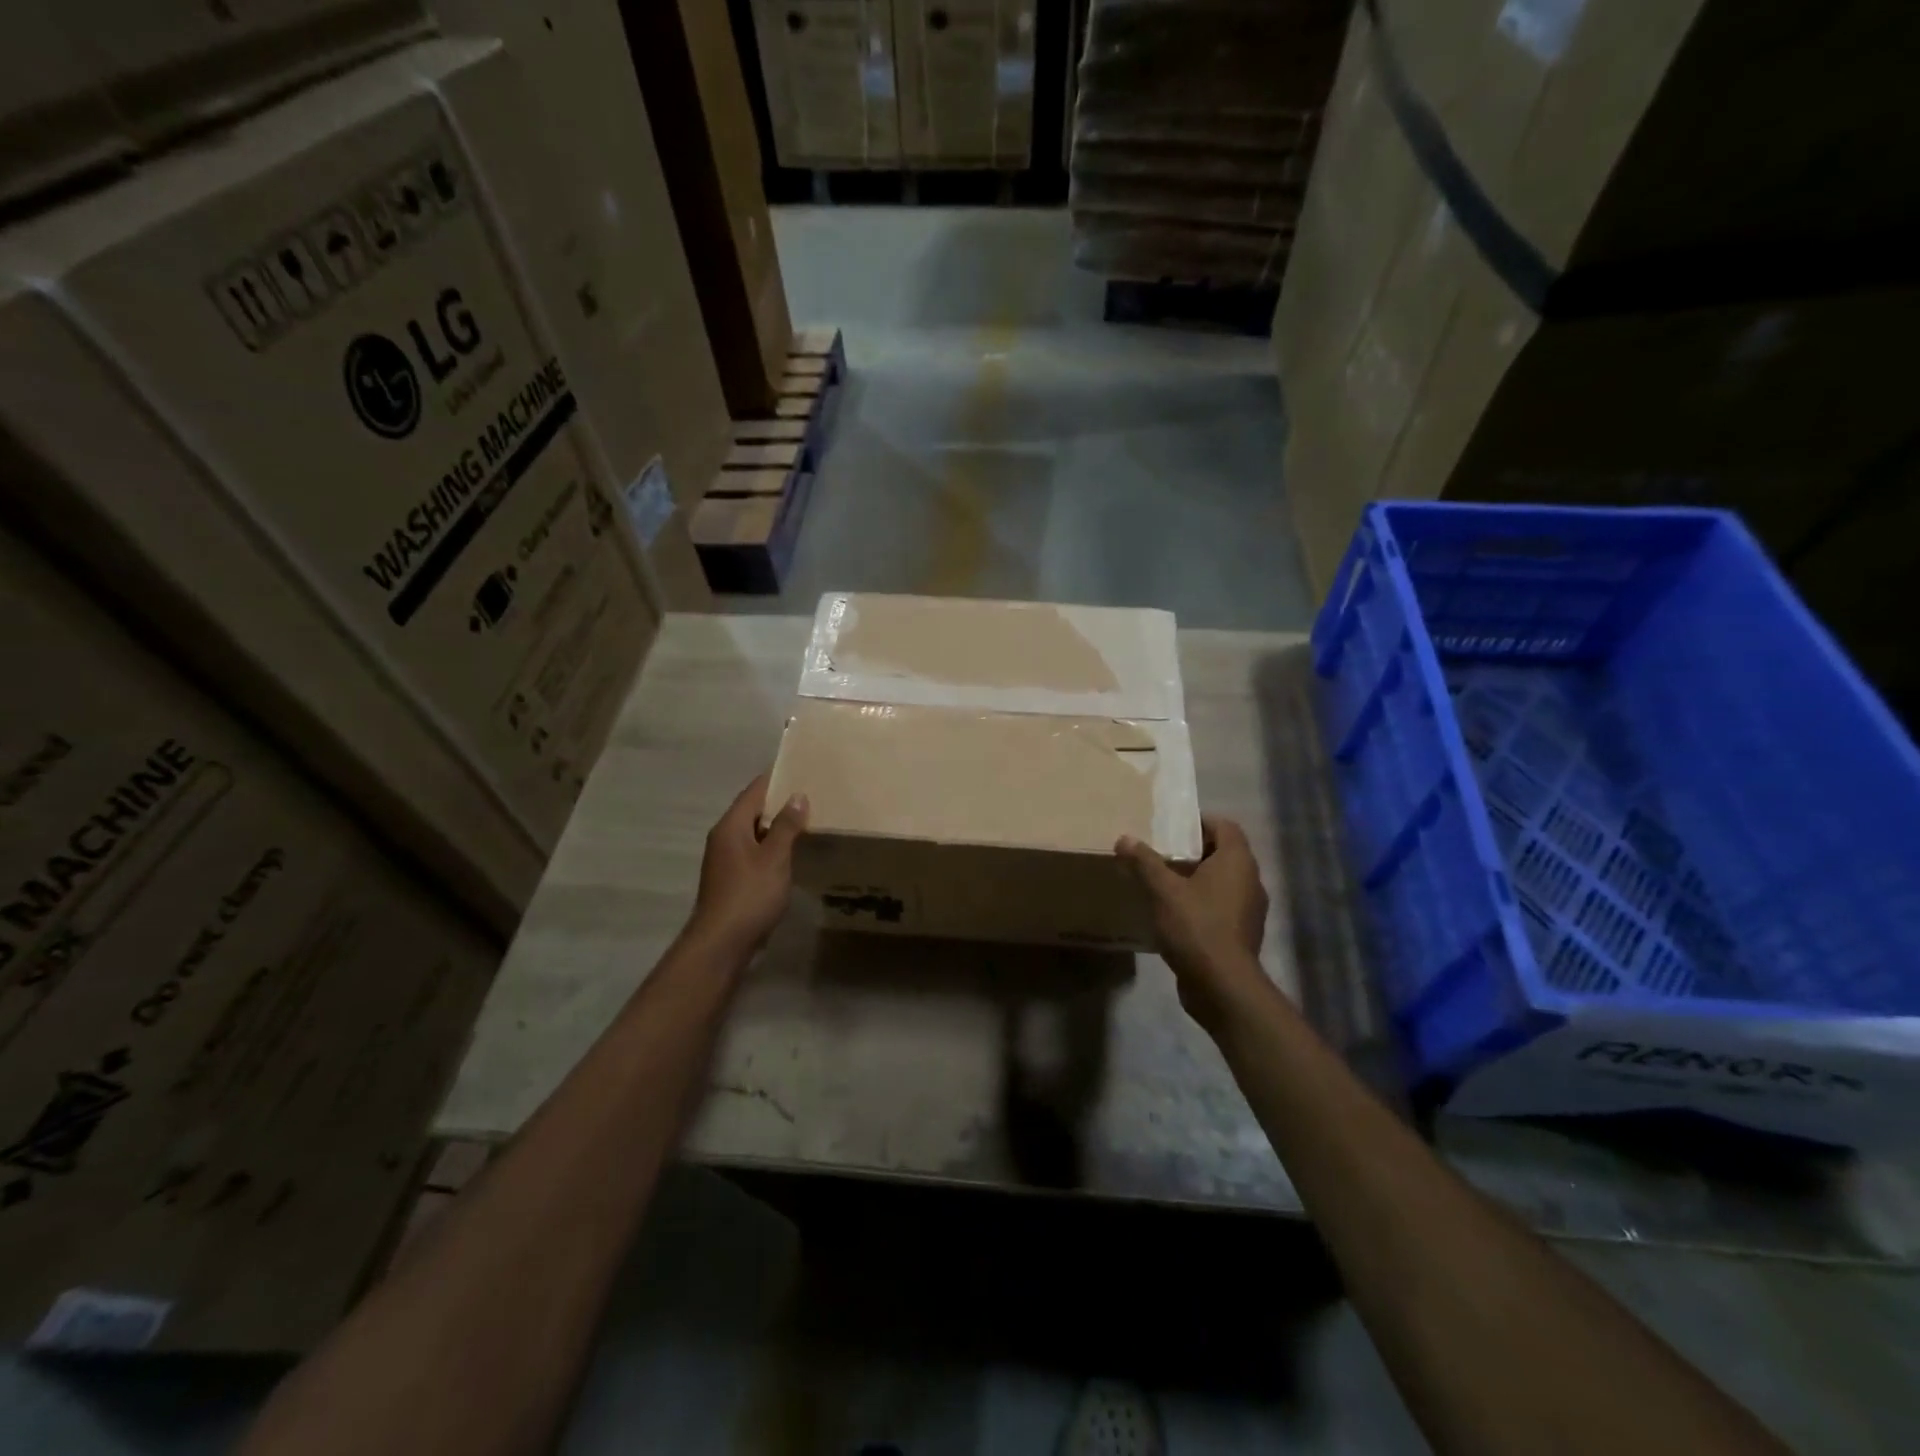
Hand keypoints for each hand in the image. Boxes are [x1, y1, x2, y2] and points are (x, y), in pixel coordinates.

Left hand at [687, 773, 807, 955]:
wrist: (722, 942)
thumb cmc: (749, 895)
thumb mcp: (774, 857)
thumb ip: (786, 826)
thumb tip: (797, 795)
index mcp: (730, 826)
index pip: (754, 791)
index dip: (776, 778)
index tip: (799, 767)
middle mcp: (724, 837)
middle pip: (752, 810)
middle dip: (779, 801)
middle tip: (811, 792)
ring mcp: (726, 859)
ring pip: (754, 832)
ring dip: (777, 825)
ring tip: (807, 818)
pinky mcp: (732, 878)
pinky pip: (755, 851)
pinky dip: (772, 845)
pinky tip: (792, 851)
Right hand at [1117, 816, 1272, 1034]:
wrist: (1222, 986)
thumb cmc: (1196, 927)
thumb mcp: (1163, 891)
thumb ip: (1144, 862)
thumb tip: (1125, 838)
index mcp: (1237, 862)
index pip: (1225, 826)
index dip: (1199, 822)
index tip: (1171, 827)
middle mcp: (1250, 880)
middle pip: (1223, 853)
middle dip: (1193, 850)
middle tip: (1160, 852)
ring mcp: (1249, 909)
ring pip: (1222, 881)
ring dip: (1196, 878)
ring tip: (1163, 882)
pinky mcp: (1241, 933)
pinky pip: (1221, 906)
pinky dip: (1201, 902)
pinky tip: (1174, 913)